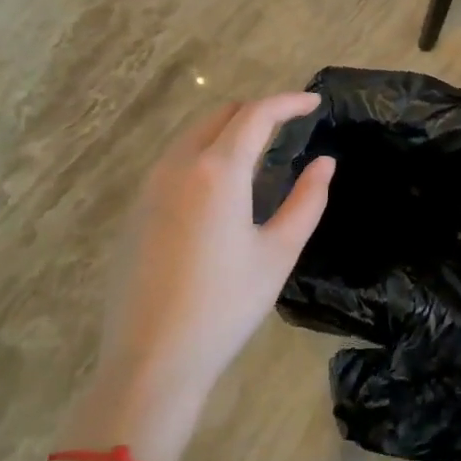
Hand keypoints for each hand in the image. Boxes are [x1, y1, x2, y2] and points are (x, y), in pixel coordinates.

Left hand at [97, 93, 334, 400]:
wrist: (152, 359)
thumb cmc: (226, 304)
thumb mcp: (279, 252)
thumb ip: (307, 200)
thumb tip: (324, 163)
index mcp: (217, 171)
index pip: (256, 115)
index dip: (288, 102)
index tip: (314, 102)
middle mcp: (178, 167)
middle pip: (220, 116)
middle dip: (257, 111)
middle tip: (289, 126)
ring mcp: (150, 187)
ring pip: (193, 135)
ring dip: (228, 130)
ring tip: (259, 151)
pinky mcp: (136, 211)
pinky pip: (175, 161)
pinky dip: (204, 154)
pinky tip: (221, 187)